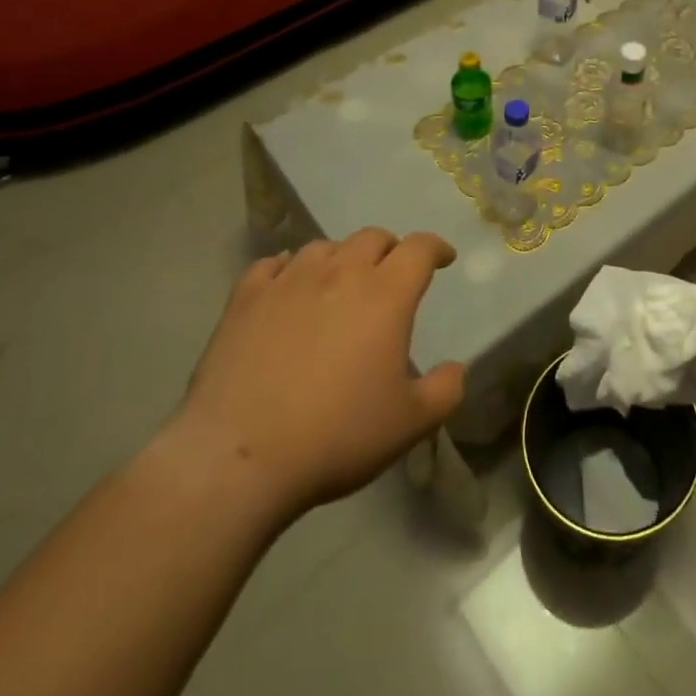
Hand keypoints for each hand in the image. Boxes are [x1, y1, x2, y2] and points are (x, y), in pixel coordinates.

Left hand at [166, 230, 466, 521]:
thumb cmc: (336, 436)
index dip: (436, 248)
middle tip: (391, 275)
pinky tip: (287, 286)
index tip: (443, 259)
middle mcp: (340, 273)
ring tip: (340, 283)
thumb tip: (456, 369)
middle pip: (372, 237)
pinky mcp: (246, 298)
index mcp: (386, 294)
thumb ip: (444, 391)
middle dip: (389, 250)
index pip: (419, 249)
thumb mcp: (409, 425)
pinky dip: (288, 268)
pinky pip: (273, 264)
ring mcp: (289, 280)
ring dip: (341, 258)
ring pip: (324, 247)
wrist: (239, 457)